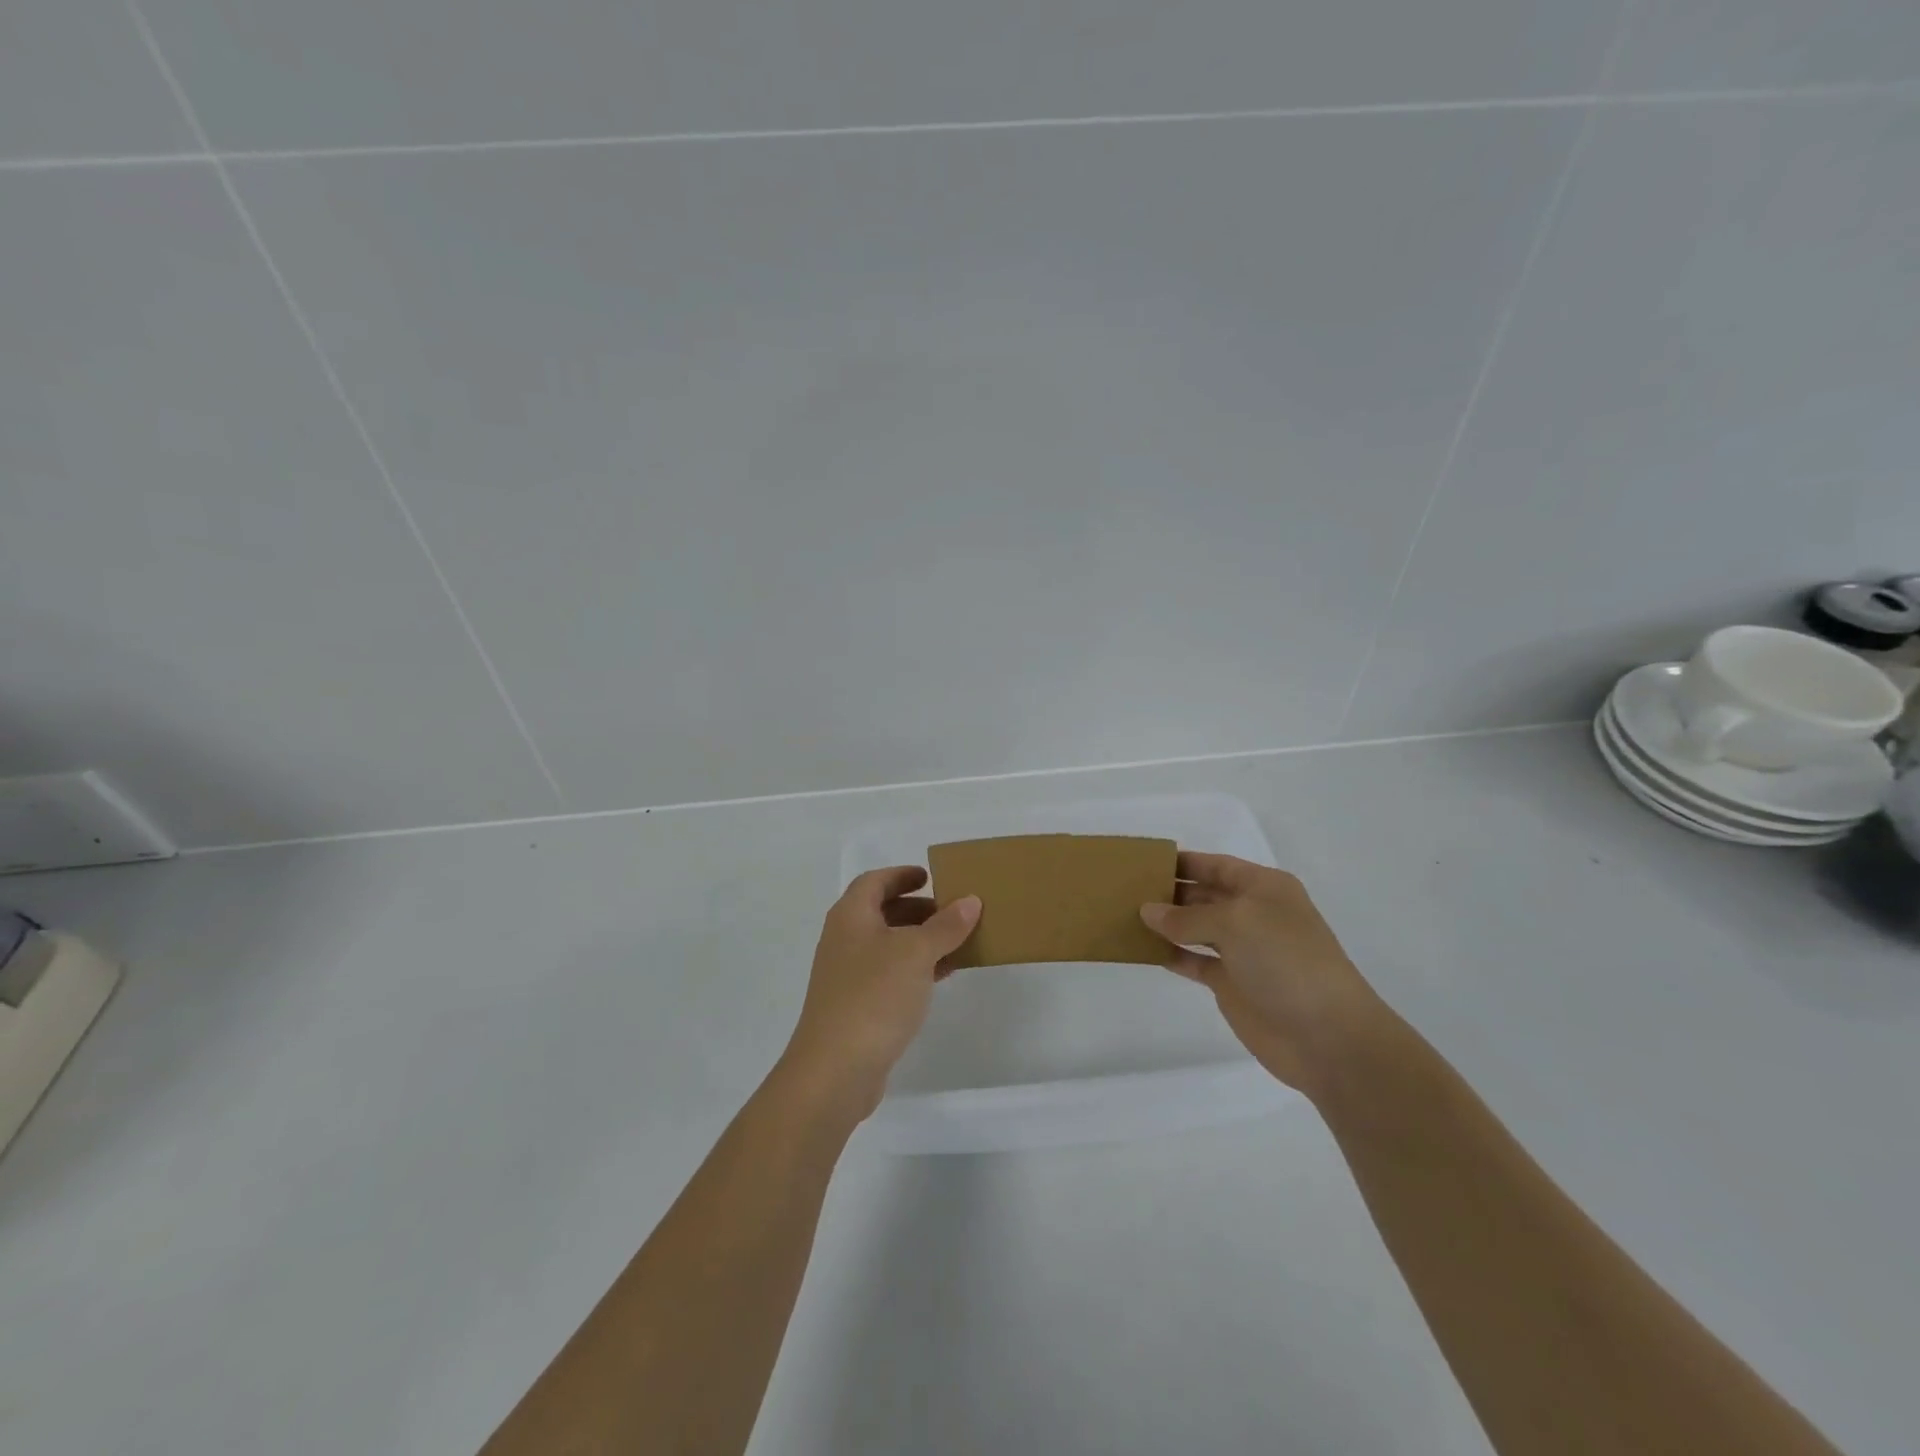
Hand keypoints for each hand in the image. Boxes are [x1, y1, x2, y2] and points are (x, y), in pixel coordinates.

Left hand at [781, 867, 980, 1118]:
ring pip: (888, 945)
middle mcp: (844, 940)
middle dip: (917, 909)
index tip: (930, 876)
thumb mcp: (917, 953)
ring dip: (920, 941)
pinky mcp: (856, 1006)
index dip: (901, 875)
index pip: (874, 881)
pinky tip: (941, 977)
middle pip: (881, 912)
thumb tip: (970, 900)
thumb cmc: (874, 995)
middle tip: (953, 912)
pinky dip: (915, 969)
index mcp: (850, 916)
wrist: (835, 1069)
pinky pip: (889, 975)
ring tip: (957, 943)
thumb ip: (945, 925)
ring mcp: (848, 976)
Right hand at [1140, 852, 1387, 1100]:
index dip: (1183, 861)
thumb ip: (1187, 916)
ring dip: (1165, 923)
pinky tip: (1143, 949)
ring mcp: (1243, 950)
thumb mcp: (1235, 923)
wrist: (1327, 1036)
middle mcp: (1253, 914)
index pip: (1216, 865)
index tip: (1144, 861)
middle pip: (1204, 895)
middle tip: (1124, 889)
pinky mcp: (1232, 983)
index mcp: (1264, 888)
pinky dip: (1171, 954)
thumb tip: (1148, 911)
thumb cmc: (1285, 961)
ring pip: (1195, 928)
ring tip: (1125, 915)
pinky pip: (1193, 960)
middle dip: (1169, 891)